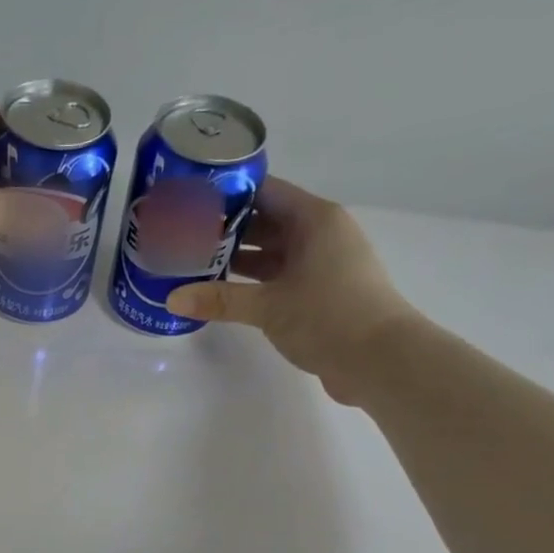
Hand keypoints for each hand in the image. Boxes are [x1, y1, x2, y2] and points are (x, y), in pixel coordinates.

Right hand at [165, 178, 420, 404]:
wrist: (380, 361)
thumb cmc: (329, 316)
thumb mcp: (269, 306)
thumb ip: (220, 299)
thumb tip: (172, 298)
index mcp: (314, 219)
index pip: (265, 192)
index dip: (228, 193)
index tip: (191, 201)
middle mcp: (319, 235)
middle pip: (265, 222)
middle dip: (225, 230)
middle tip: (183, 237)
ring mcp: (321, 266)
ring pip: (271, 253)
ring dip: (236, 260)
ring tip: (193, 264)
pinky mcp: (319, 295)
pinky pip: (278, 279)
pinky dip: (252, 284)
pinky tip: (222, 293)